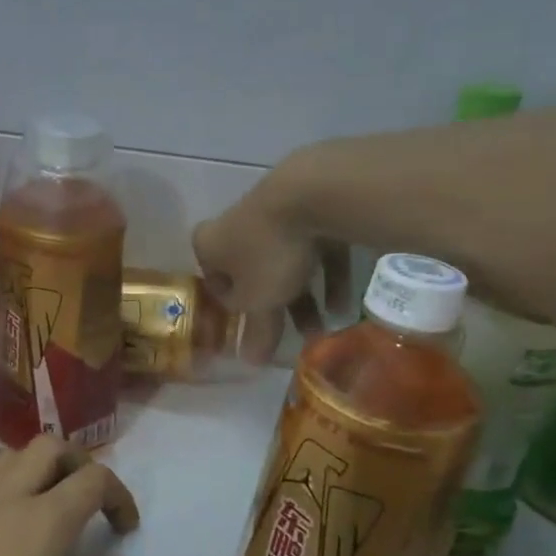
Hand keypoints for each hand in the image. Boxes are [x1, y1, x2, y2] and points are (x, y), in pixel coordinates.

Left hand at [0, 437, 139, 555]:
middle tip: (86, 502)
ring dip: (32, 469)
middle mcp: (2, 499)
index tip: (124, 530)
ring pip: (3, 457)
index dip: (120, 495)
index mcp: (42, 522)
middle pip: (48, 447)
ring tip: (39, 506)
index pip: (94, 479)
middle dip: (78, 463)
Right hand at [192, 171, 349, 335]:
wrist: (311, 193)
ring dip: (306, 298)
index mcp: (210, 245)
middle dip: (278, 308)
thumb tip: (249, 362)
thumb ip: (256, 332)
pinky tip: (345, 303)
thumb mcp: (260, 302)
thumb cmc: (270, 252)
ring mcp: (272, 211)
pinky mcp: (308, 203)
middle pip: (254, 274)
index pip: (215, 283)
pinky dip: (328, 274)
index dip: (237, 311)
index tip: (257, 331)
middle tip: (296, 336)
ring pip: (287, 262)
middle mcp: (235, 225)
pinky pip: (316, 247)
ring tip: (326, 329)